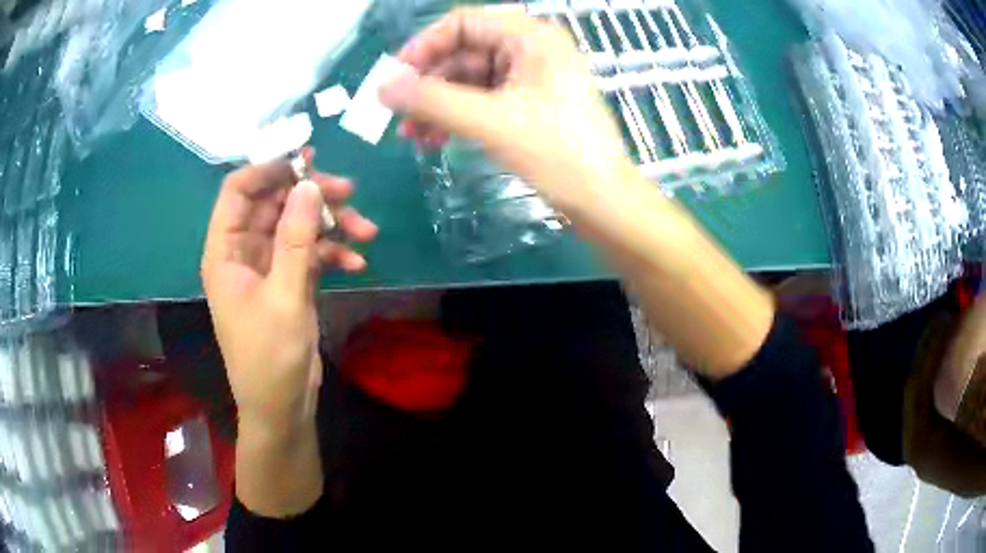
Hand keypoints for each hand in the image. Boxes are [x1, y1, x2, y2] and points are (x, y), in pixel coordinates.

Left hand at [201, 150, 377, 432]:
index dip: (268, 170)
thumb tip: (309, 184)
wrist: (283, 407)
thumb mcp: (285, 296)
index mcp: (225, 251)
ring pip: (297, 226)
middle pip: (274, 204)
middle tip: (349, 192)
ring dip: (330, 225)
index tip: (306, 162)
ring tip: (366, 231)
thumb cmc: (270, 358)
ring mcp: (268, 267)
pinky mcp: (289, 282)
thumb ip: (296, 239)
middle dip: (311, 197)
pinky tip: (357, 264)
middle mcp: (243, 252)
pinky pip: (310, 253)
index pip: (237, 191)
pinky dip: (332, 253)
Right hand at [380, 7, 632, 208]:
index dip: (422, 47)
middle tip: (396, 115)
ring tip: (411, 136)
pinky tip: (435, 139)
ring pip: (469, 79)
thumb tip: (382, 87)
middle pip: (462, 52)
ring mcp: (531, 77)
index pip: (462, 23)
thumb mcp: (490, 122)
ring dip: (437, 104)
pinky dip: (457, 116)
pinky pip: (483, 99)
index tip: (393, 79)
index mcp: (529, 36)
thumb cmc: (557, 154)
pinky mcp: (530, 104)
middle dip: (427, 83)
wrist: (604, 202)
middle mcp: (530, 48)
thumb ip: (432, 100)